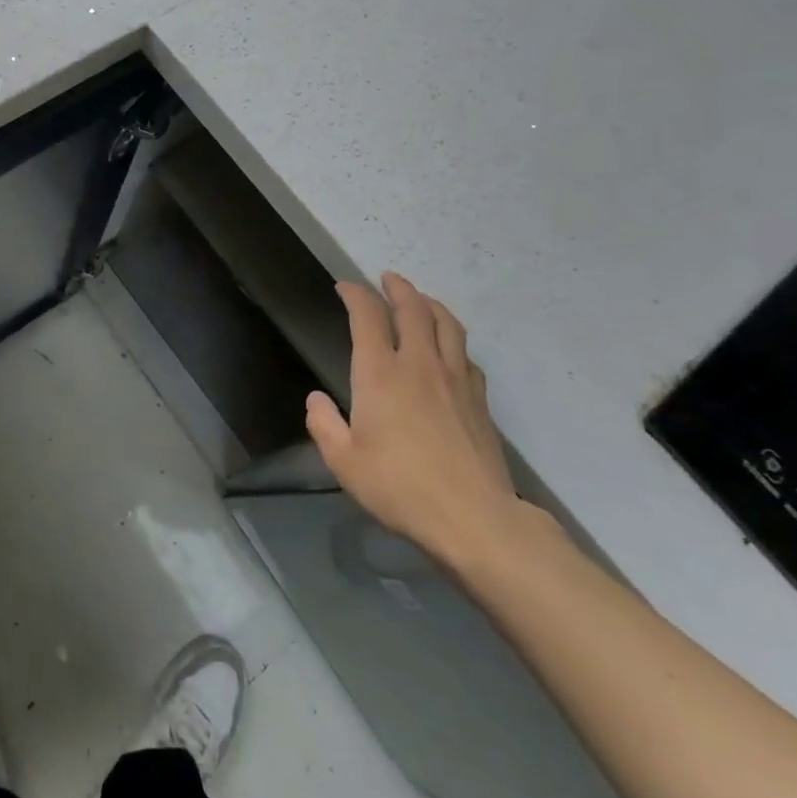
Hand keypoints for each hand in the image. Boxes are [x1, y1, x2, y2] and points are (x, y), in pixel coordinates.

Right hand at [306, 274, 520, 564]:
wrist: (474, 518)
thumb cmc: (399, 487)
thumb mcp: (344, 461)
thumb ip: (324, 425)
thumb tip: (317, 400)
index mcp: (380, 373)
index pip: (367, 316)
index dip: (355, 295)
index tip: (345, 287)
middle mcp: (418, 364)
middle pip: (413, 309)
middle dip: (397, 288)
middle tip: (387, 278)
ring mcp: (455, 379)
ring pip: (446, 324)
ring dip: (430, 304)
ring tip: (420, 300)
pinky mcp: (479, 400)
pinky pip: (465, 354)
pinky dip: (452, 339)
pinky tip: (449, 349)